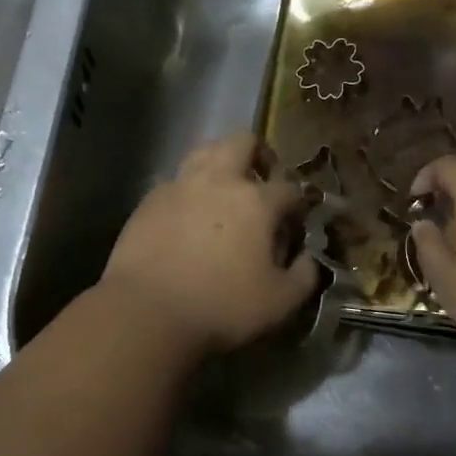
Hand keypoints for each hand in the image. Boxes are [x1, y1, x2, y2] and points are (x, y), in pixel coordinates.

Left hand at [100, 133, 320, 355]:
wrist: (147, 313)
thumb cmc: (222, 307)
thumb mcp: (281, 302)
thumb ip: (305, 276)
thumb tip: (309, 259)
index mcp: (257, 200)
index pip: (289, 188)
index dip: (297, 205)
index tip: (295, 225)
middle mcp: (219, 180)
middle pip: (243, 142)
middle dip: (260, 155)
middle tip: (263, 182)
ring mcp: (179, 186)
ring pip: (204, 151)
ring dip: (221, 162)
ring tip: (225, 190)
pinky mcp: (149, 200)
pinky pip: (175, 180)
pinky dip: (189, 190)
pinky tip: (189, 216)